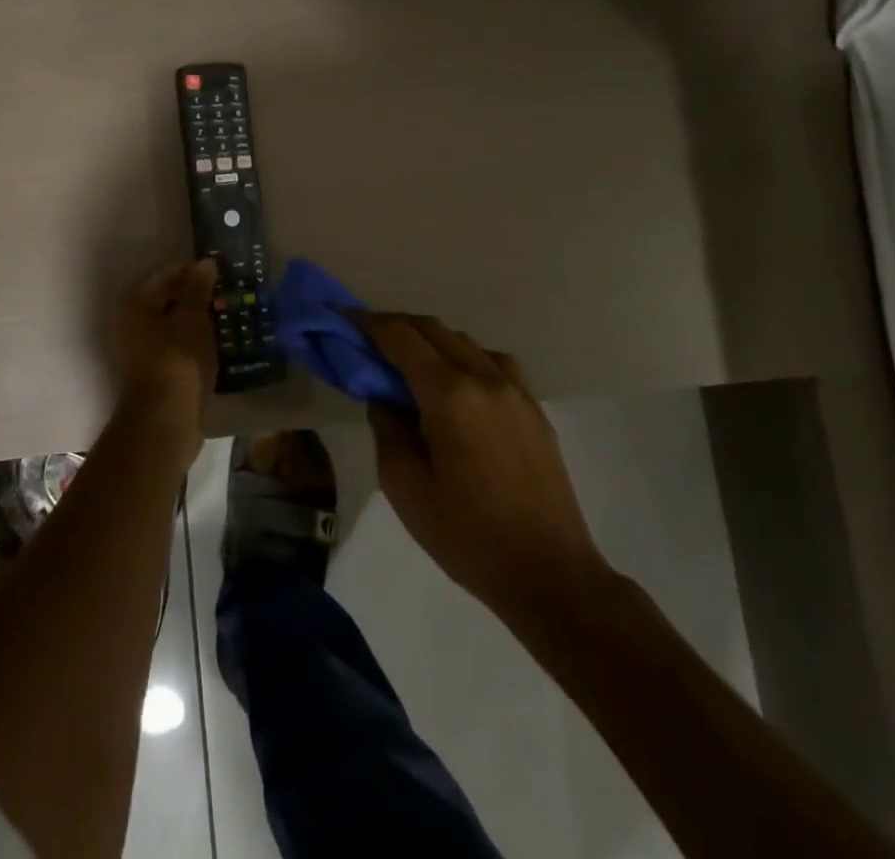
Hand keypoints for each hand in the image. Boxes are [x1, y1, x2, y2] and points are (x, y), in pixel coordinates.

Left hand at [110, 260, 218, 464]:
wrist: (164, 421)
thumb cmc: (177, 361)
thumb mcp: (193, 319)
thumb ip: (198, 289)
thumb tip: (204, 263)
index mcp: (133, 303)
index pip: (166, 275)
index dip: (194, 272)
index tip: (220, 272)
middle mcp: (128, 323)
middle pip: (166, 300)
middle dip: (195, 297)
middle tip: (225, 295)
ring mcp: (137, 351)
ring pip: (170, 325)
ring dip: (194, 321)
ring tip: (224, 318)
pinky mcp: (150, 373)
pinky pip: (173, 347)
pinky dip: (191, 342)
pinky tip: (215, 344)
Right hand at [357, 312, 609, 623]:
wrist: (551, 575)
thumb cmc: (468, 537)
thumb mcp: (405, 488)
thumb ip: (387, 430)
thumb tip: (384, 396)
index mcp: (449, 395)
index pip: (400, 337)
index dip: (368, 323)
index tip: (344, 318)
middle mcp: (484, 378)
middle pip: (433, 329)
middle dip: (396, 326)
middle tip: (368, 340)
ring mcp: (515, 390)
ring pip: (465, 341)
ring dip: (431, 340)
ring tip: (409, 364)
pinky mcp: (534, 408)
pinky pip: (493, 362)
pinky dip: (465, 357)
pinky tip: (457, 385)